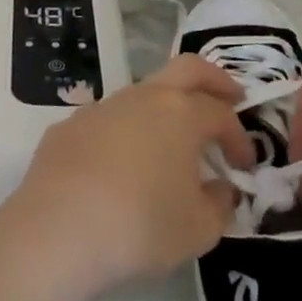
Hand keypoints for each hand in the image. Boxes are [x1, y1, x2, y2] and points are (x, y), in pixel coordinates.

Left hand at [0, 56, 256, 300]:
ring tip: (171, 141)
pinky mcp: (69, 126)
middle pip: (187, 68)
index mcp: (181, 113)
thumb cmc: (140, 227)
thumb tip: (221, 187)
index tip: (244, 165)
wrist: (56, 232)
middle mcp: (142, 97)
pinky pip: (107, 120)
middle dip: (214, 80)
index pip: (221, 114)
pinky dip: (124, 132)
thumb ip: (220, 204)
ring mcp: (101, 107)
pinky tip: (120, 165)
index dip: (239, 137)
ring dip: (164, 108)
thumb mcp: (199, 229)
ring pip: (143, 92)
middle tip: (230, 97)